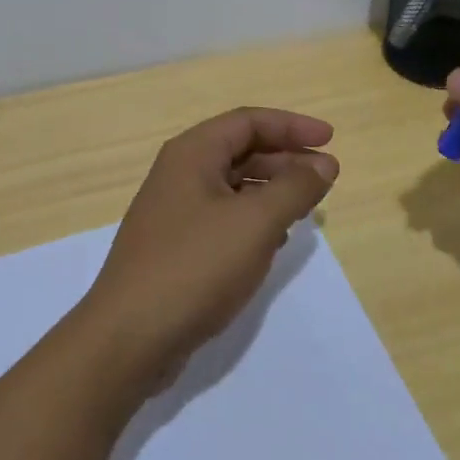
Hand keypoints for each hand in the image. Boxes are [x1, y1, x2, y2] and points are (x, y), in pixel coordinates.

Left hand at [79, 108, 338, 387]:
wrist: (129, 338)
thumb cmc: (195, 267)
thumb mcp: (255, 223)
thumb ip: (294, 188)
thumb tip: (323, 164)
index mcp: (192, 154)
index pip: (248, 121)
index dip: (292, 126)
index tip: (330, 140)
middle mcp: (180, 174)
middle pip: (240, 151)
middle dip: (286, 159)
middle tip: (326, 177)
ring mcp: (174, 212)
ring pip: (233, 187)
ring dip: (271, 190)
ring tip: (307, 207)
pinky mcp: (176, 247)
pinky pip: (223, 218)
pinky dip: (253, 220)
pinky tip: (275, 240)